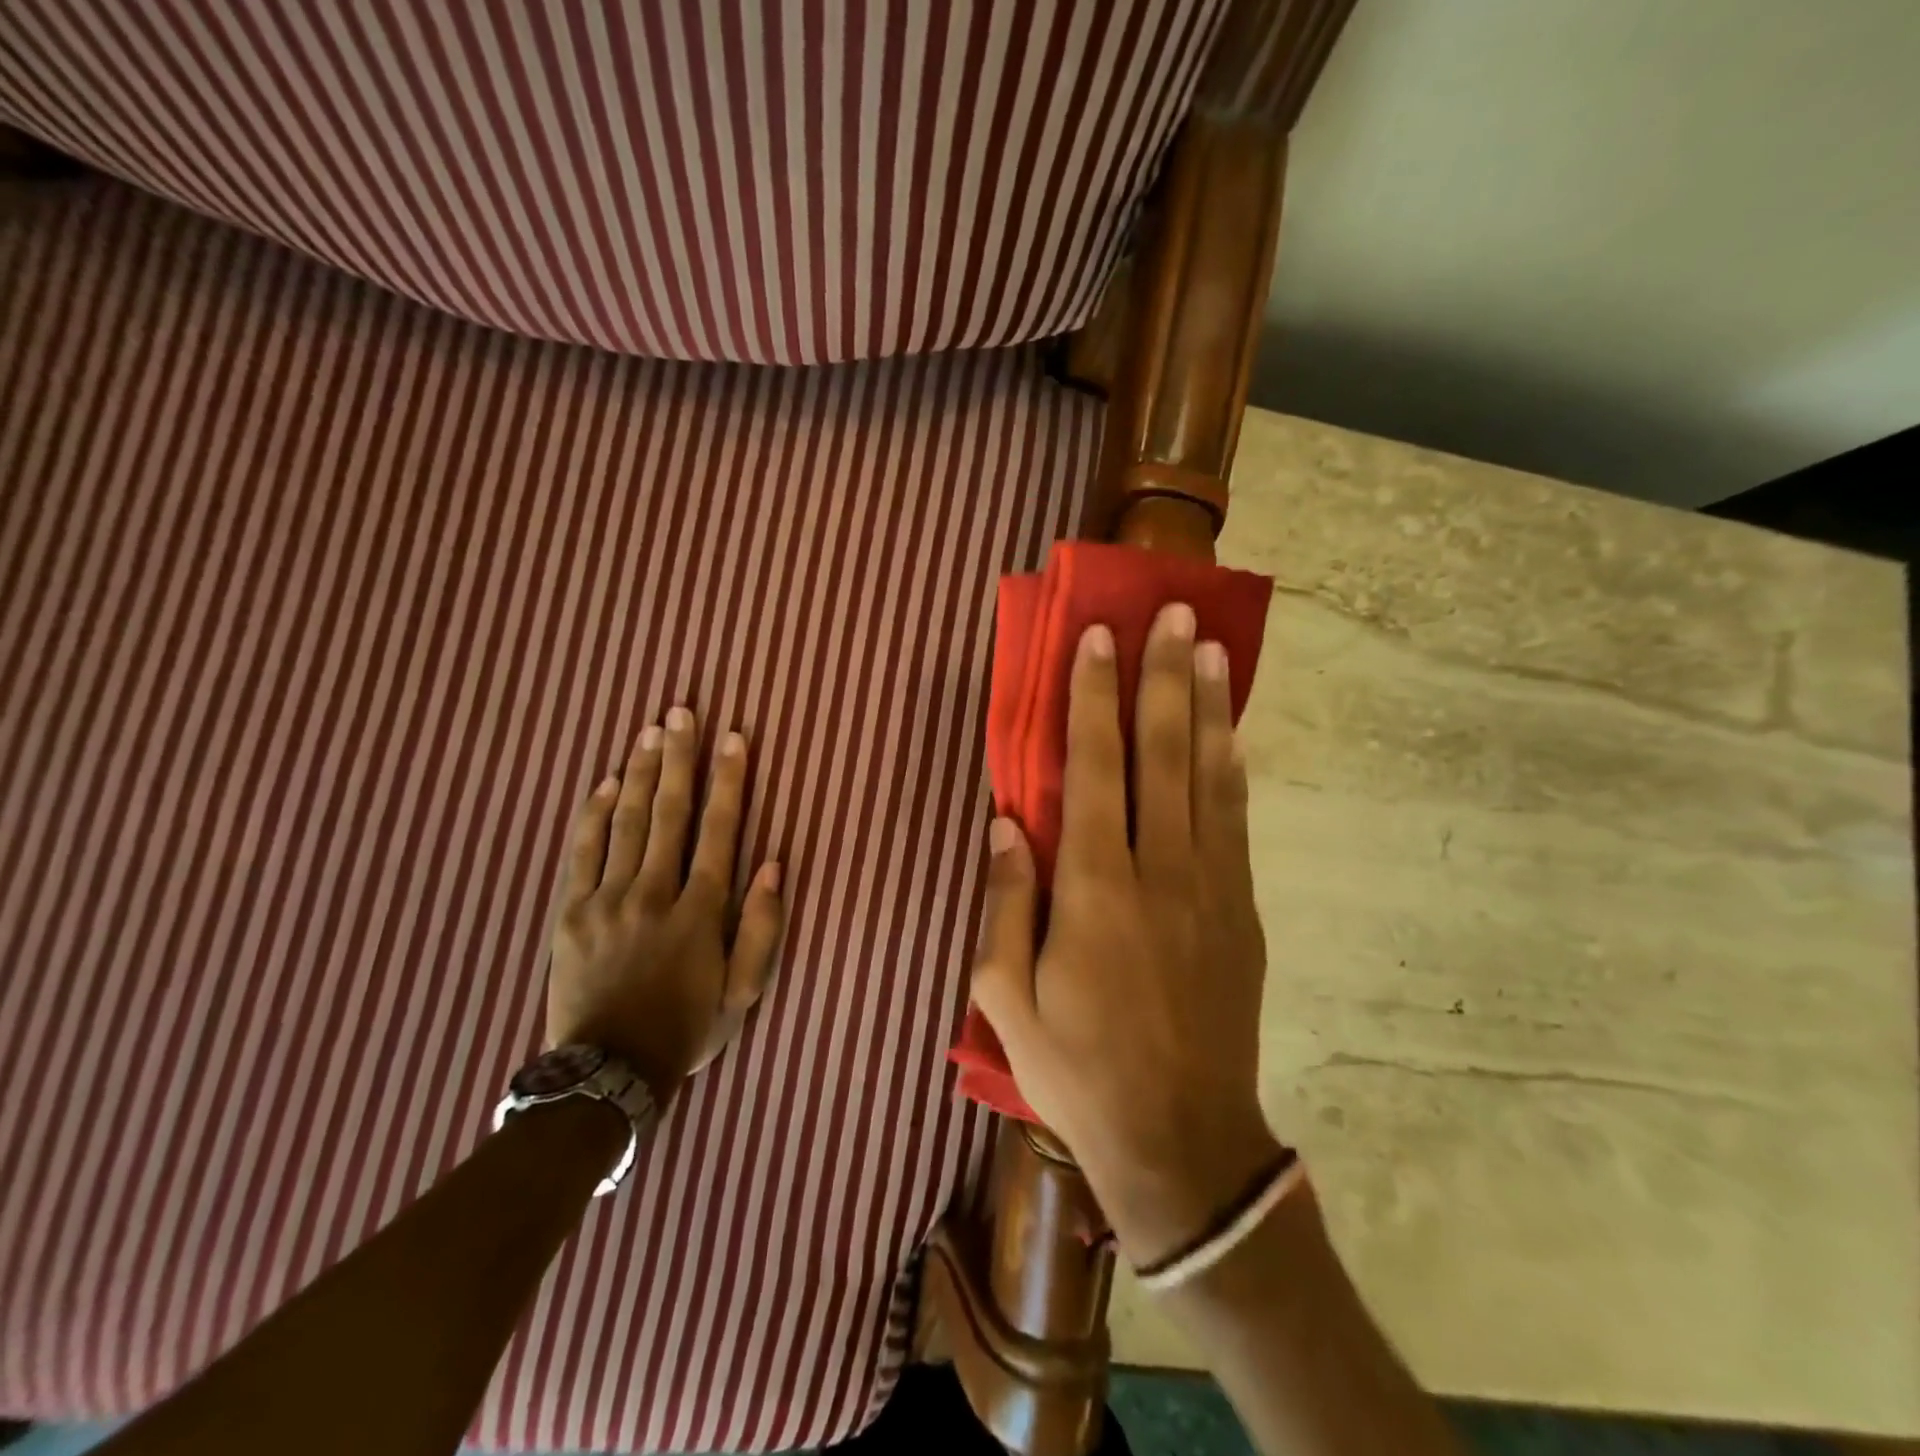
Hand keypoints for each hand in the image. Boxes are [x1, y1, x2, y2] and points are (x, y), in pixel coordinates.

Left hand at [546, 708, 784, 1103]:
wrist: (606, 1073)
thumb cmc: (686, 1029)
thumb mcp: (744, 992)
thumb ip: (761, 928)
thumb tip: (771, 865)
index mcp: (699, 911)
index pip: (719, 831)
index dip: (729, 781)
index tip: (733, 739)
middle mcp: (653, 893)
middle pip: (668, 813)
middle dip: (678, 758)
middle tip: (680, 712)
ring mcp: (606, 901)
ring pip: (624, 823)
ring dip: (637, 773)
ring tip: (648, 732)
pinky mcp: (570, 913)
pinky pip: (580, 853)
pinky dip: (591, 814)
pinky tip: (602, 783)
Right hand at [970, 605, 1280, 1267]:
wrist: (1182, 1140)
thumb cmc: (1078, 1069)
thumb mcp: (1007, 998)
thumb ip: (1005, 903)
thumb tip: (1006, 823)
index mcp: (1094, 889)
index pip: (1094, 769)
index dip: (1095, 699)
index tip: (1101, 641)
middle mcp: (1159, 871)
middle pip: (1162, 754)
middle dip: (1164, 677)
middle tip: (1173, 615)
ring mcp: (1211, 887)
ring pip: (1210, 776)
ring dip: (1208, 706)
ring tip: (1212, 648)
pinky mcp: (1242, 910)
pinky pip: (1236, 820)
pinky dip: (1232, 766)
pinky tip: (1232, 731)